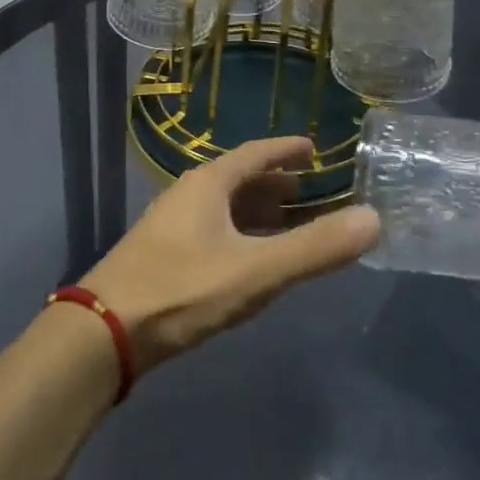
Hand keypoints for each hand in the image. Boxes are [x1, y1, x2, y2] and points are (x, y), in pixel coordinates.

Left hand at [81, 136, 380, 374]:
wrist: (106, 330)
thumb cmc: (183, 289)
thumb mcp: (257, 270)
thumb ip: (315, 248)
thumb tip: (373, 218)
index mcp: (208, 184)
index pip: (255, 154)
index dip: (286, 150)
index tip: (313, 148)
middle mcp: (188, 195)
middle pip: (239, 180)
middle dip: (276, 184)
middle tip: (311, 191)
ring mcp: (172, 225)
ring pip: (224, 208)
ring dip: (258, 212)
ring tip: (289, 223)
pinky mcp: (164, 255)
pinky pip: (214, 231)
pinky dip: (241, 235)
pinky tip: (250, 258)